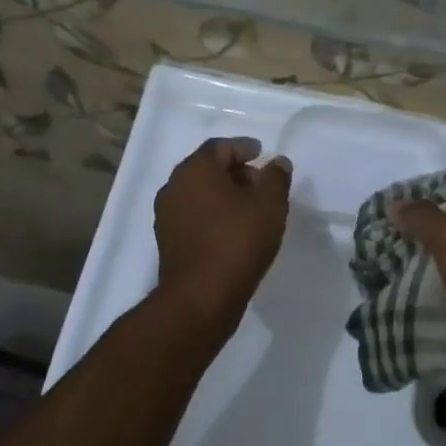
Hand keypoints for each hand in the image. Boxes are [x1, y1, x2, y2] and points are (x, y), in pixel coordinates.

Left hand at [154, 136, 291, 323]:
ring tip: (252, 209)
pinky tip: (234, 230)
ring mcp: (167, 216)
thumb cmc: (237, 242)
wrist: (201, 298)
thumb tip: (277, 163)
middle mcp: (174, 187)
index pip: (220, 147)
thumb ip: (276, 178)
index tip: (262, 153)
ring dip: (224, 195)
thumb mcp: (269, 205)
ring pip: (200, 194)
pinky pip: (195, 216)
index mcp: (195, 170)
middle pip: (207, 169)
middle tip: (261, 183)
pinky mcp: (168, 241)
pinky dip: (214, 214)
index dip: (244, 147)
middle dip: (235, 171)